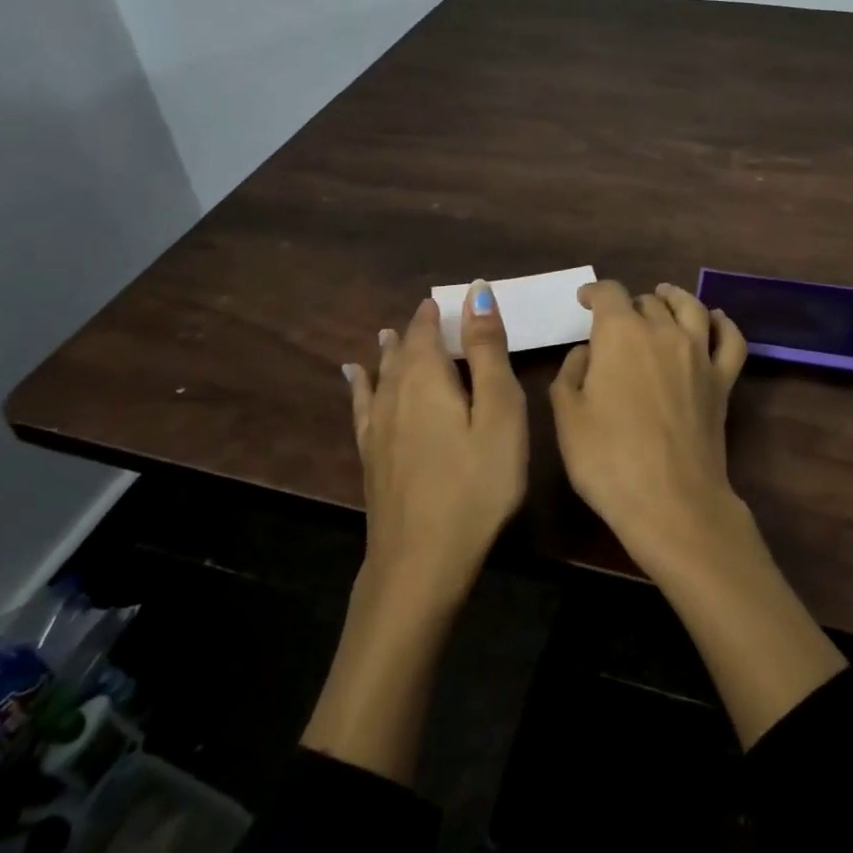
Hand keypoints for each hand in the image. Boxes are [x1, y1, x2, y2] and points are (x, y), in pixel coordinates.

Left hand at [344, 284, 527, 597]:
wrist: (421, 560)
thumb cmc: (476, 484)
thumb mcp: (499, 413)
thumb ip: (486, 352)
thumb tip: (476, 292)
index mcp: (427, 378)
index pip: (427, 330)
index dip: (439, 312)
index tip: (452, 299)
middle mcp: (395, 394)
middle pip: (403, 351)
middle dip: (417, 330)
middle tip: (431, 315)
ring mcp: (377, 428)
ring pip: (381, 376)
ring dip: (390, 352)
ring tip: (391, 334)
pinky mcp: (371, 457)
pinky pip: (362, 406)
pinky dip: (360, 385)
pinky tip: (353, 377)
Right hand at [549, 280, 748, 567]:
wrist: (671, 501)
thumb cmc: (608, 460)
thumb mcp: (567, 417)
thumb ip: (571, 373)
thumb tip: (587, 352)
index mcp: (620, 334)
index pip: (608, 293)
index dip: (593, 292)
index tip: (583, 300)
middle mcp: (663, 332)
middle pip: (647, 301)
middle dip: (628, 305)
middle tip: (616, 321)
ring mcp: (699, 354)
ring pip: (690, 307)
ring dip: (673, 297)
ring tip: (664, 296)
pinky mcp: (723, 380)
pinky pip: (730, 339)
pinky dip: (723, 323)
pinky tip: (715, 319)